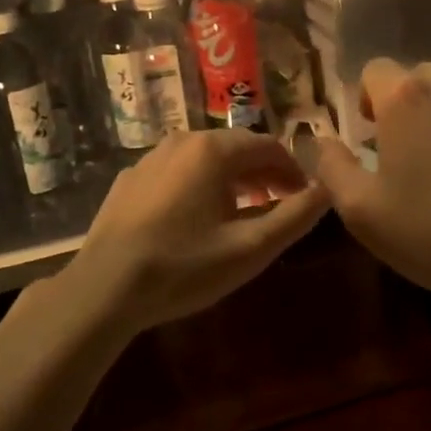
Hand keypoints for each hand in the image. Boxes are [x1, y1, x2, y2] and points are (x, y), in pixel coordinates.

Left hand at [66, 128, 330, 333]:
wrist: (103, 290)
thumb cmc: (183, 267)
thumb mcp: (250, 249)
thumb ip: (295, 216)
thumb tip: (328, 189)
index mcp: (213, 150)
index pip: (268, 146)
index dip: (293, 170)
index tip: (306, 196)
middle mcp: (182, 141)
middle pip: (237, 148)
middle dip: (264, 173)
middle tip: (281, 204)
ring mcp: (151, 158)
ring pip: (206, 159)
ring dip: (233, 179)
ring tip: (245, 212)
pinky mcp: (130, 179)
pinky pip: (178, 172)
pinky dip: (200, 185)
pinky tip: (198, 218)